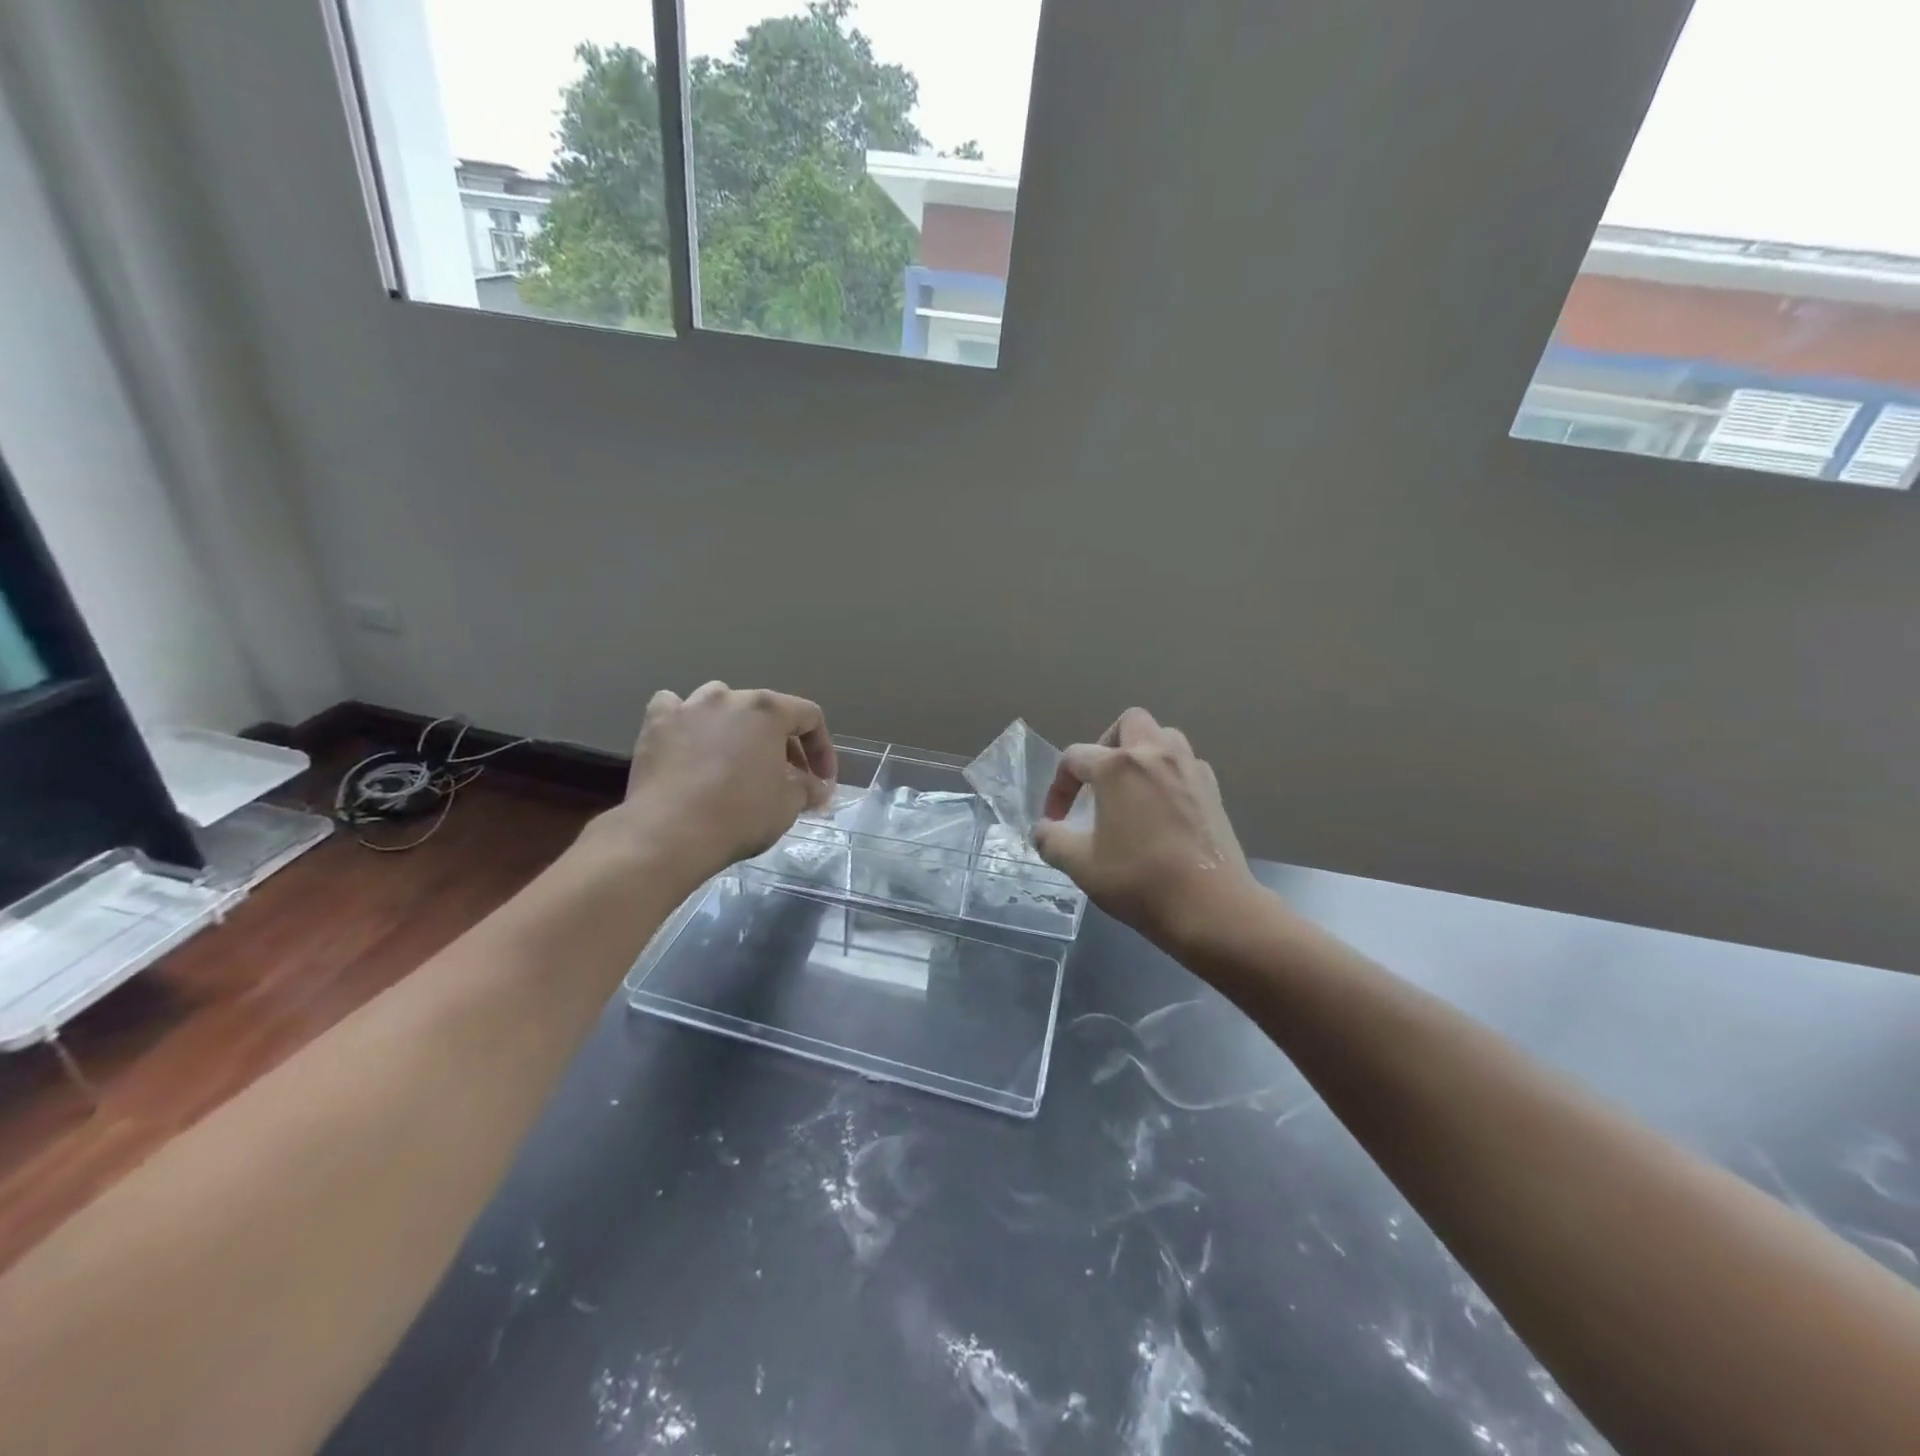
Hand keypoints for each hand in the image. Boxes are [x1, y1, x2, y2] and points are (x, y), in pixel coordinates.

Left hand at [586, 682, 836, 881]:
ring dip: (736, 727)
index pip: (809, 717)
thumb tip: (817, 788)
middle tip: (786, 778)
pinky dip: (687, 723)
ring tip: (738, 758)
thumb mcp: (789, 804)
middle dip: (782, 744)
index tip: (822, 782)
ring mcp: (688, 707)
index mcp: (768, 710)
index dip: (822, 749)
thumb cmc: (740, 814)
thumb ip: (809, 788)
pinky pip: (676, 710)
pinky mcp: (656, 724)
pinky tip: (690, 743)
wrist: (669, 833)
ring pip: (721, 705)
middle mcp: (729, 697)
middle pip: (766, 712)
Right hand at [1032, 708, 1258, 949]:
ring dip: (1142, 753)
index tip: (1056, 821)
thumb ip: (1052, 841)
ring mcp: (1190, 769)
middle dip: (1106, 744)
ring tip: (1131, 789)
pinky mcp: (1214, 790)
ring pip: (1164, 736)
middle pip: (1129, 723)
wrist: (1211, 907)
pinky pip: (1187, 764)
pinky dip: (1170, 774)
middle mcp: (1155, 755)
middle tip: (1098, 780)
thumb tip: (1043, 831)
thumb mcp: (1080, 865)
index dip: (1058, 788)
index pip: (1074, 758)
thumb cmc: (1138, 881)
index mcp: (1117, 767)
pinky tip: (1163, 808)